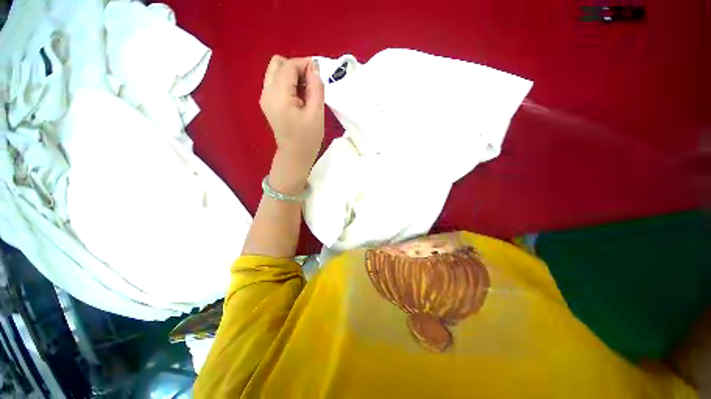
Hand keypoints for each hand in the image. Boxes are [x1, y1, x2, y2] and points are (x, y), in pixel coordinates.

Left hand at [260, 56, 324, 191]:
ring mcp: (265, 97)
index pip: (289, 66)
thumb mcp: (316, 113)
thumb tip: (314, 67)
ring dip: (293, 76)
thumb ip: (316, 87)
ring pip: (276, 73)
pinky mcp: (268, 103)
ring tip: (307, 92)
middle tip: (311, 83)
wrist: (295, 156)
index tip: (319, 73)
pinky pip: (276, 84)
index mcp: (278, 94)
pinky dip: (289, 84)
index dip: (305, 64)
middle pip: (278, 64)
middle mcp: (267, 91)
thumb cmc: (307, 138)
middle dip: (296, 68)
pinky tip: (300, 98)